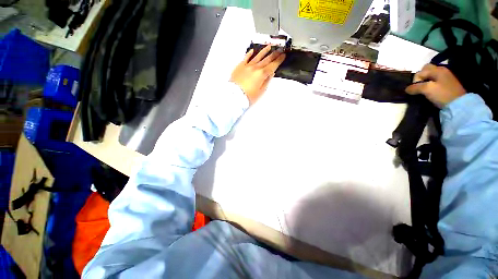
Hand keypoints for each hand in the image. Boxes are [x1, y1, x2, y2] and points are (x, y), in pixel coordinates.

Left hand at [230, 45, 285, 103]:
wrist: (234, 95)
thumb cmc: (247, 96)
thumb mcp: (260, 91)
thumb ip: (266, 81)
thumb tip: (271, 74)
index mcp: (261, 74)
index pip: (272, 65)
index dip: (279, 60)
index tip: (283, 55)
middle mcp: (255, 68)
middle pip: (266, 59)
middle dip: (274, 54)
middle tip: (279, 49)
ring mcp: (247, 66)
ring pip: (257, 56)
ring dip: (264, 51)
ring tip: (269, 46)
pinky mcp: (240, 66)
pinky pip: (246, 58)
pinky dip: (250, 54)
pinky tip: (252, 50)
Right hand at [405, 64, 465, 108]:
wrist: (458, 105)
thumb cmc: (442, 94)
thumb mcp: (427, 89)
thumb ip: (415, 87)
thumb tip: (407, 89)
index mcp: (437, 70)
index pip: (420, 72)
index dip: (415, 80)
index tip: (416, 89)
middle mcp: (441, 70)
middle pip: (426, 70)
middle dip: (420, 78)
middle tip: (419, 87)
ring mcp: (446, 77)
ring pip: (430, 76)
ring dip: (425, 82)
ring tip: (424, 90)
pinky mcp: (447, 84)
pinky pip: (435, 81)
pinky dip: (431, 85)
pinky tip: (431, 91)